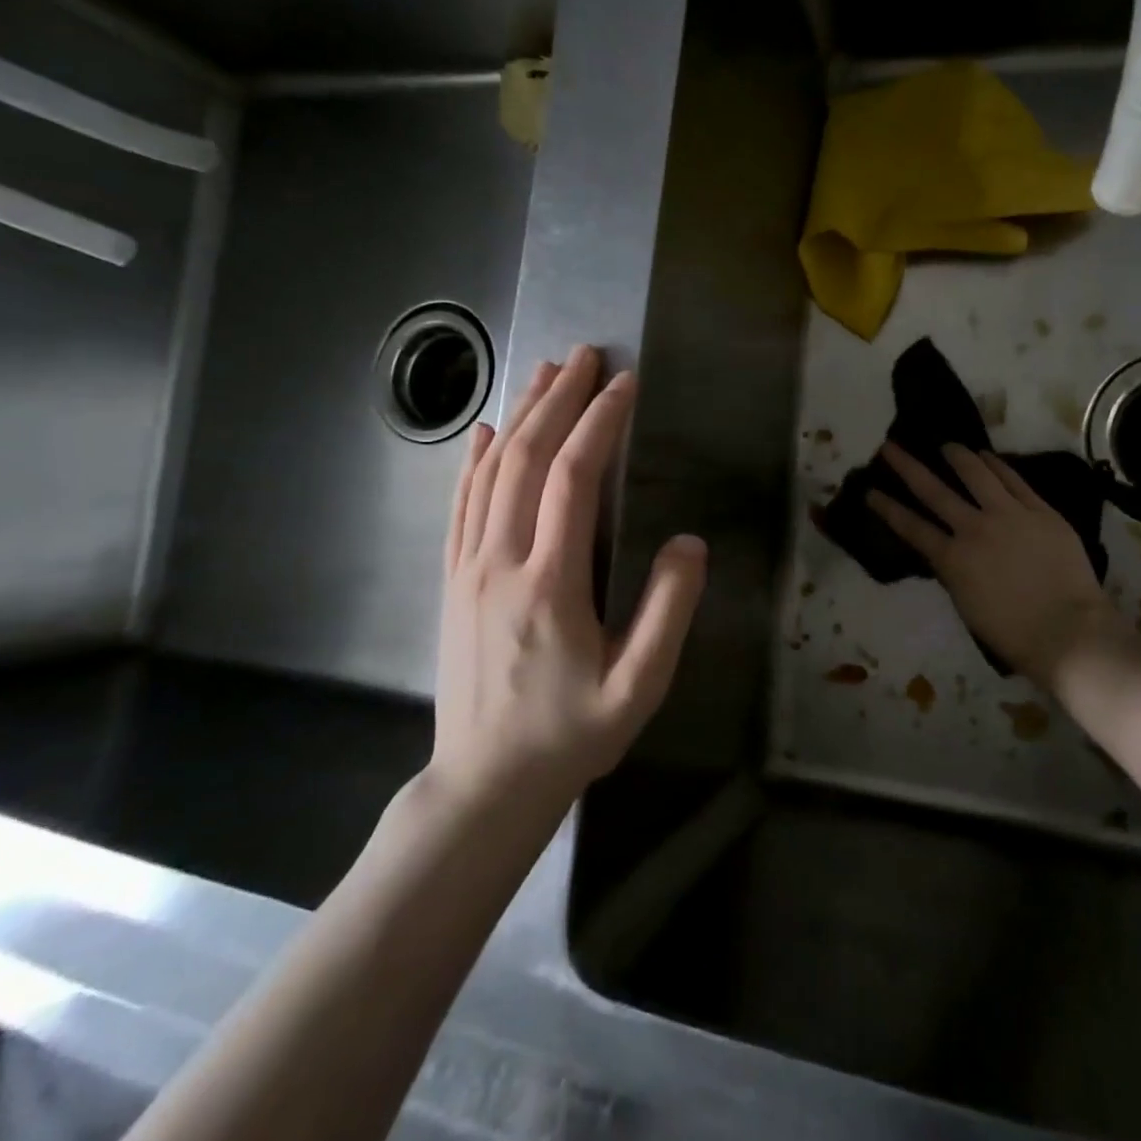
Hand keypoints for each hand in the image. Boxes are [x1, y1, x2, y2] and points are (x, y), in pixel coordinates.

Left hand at [430, 345, 706, 805]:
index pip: (572, 479)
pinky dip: (471, 461)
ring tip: (544, 372)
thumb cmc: (570, 736)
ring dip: (518, 416)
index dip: (600, 423)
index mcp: (550, 583)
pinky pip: (459, 506)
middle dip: (558, 399)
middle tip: (585, 355)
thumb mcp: (639, 687)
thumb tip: (688, 542)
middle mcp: (500, 562)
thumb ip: (669, 611)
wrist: (484, 786)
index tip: (625, 384)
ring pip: (489, 474)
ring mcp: (468, 569)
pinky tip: (483, 432)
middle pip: (524, 459)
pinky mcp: (452, 582)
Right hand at [867, 443, 1115, 687]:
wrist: (1068, 631)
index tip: (869, 490)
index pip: (910, 527)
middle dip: (907, 467)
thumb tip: (948, 551)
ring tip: (946, 445)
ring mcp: (1009, 515)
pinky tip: (986, 456)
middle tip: (890, 447)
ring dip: (957, 456)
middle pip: (934, 491)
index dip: (887, 508)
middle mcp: (974, 528)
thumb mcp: (967, 605)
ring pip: (976, 474)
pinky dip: (996, 465)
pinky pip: (1014, 480)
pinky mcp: (1040, 510)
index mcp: (952, 559)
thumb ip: (953, 572)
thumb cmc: (1013, 633)